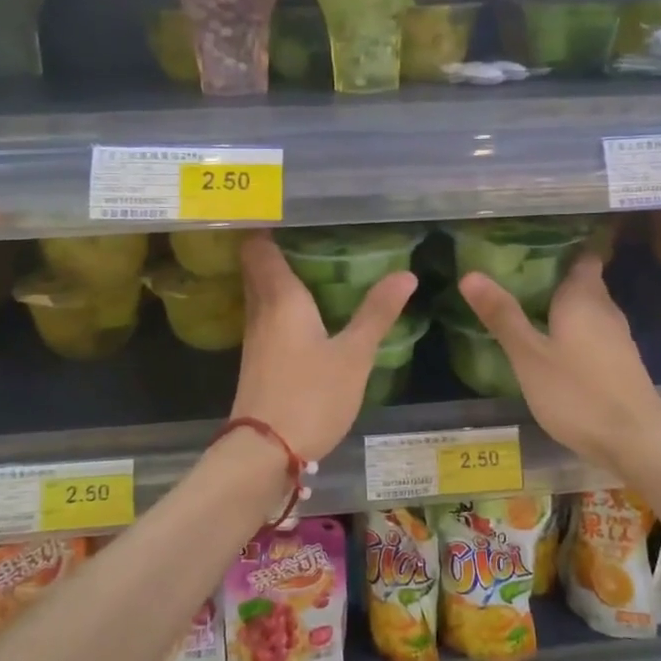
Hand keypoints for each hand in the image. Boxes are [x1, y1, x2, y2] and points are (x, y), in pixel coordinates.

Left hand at [232, 234, 416, 460]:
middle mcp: (261, 310)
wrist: (264, 453)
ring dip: (279, 274)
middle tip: (309, 230)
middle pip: (258, 266)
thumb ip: (377, 312)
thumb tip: (405, 273)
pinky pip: (266, 315)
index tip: (290, 208)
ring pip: (261, 291)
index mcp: (281, 297)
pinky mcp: (257, 360)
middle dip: (276, 245)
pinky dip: (281, 302)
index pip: (260, 246)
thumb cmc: (311, 396)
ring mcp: (254, 337)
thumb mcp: (354, 355)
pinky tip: (305, 310)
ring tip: (313, 261)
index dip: (268, 224)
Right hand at [459, 254, 660, 470]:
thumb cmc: (578, 393)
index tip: (531, 244)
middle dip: (554, 276)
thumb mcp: (529, 357)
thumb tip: (470, 274)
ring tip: (527, 306)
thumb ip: (502, 316)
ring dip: (563, 305)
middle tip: (515, 275)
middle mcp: (605, 309)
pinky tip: (553, 345)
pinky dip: (573, 330)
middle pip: (583, 281)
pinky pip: (593, 332)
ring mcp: (617, 338)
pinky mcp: (621, 363)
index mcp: (583, 298)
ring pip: (588, 308)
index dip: (560, 246)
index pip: (581, 255)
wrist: (637, 442)